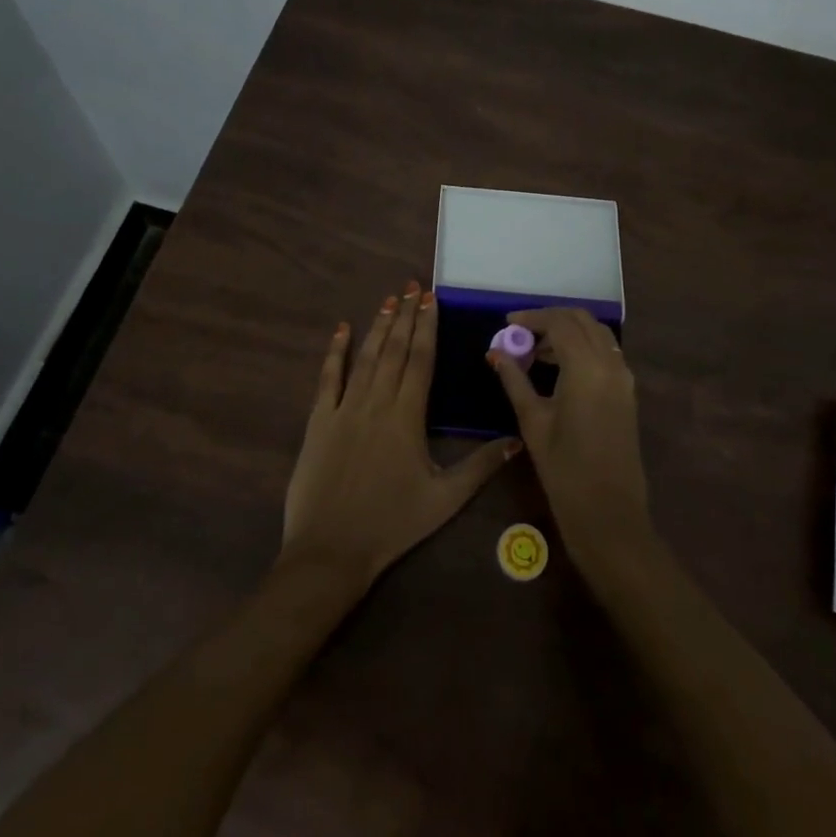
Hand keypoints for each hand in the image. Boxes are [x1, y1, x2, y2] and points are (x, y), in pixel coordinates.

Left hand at [281, 283, 519, 590]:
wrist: (330, 551)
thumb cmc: (392, 524)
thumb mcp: (444, 500)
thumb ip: (480, 467)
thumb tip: (516, 439)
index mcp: (407, 416)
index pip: (420, 360)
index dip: (427, 326)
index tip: (431, 299)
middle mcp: (376, 402)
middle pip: (394, 350)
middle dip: (406, 315)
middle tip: (413, 286)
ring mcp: (344, 409)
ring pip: (365, 357)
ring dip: (379, 326)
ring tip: (389, 299)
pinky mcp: (319, 421)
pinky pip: (327, 378)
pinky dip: (335, 352)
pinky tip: (341, 330)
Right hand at [489, 307, 651, 574]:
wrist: (610, 515)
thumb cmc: (565, 470)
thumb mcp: (533, 422)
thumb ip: (515, 380)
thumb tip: (495, 353)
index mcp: (587, 367)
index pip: (559, 323)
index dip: (532, 318)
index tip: (507, 323)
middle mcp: (611, 364)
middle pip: (582, 320)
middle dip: (551, 319)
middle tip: (521, 334)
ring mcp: (624, 378)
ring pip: (597, 334)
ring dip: (568, 332)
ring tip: (535, 351)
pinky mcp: (627, 392)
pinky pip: (605, 353)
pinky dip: (583, 347)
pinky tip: (559, 367)